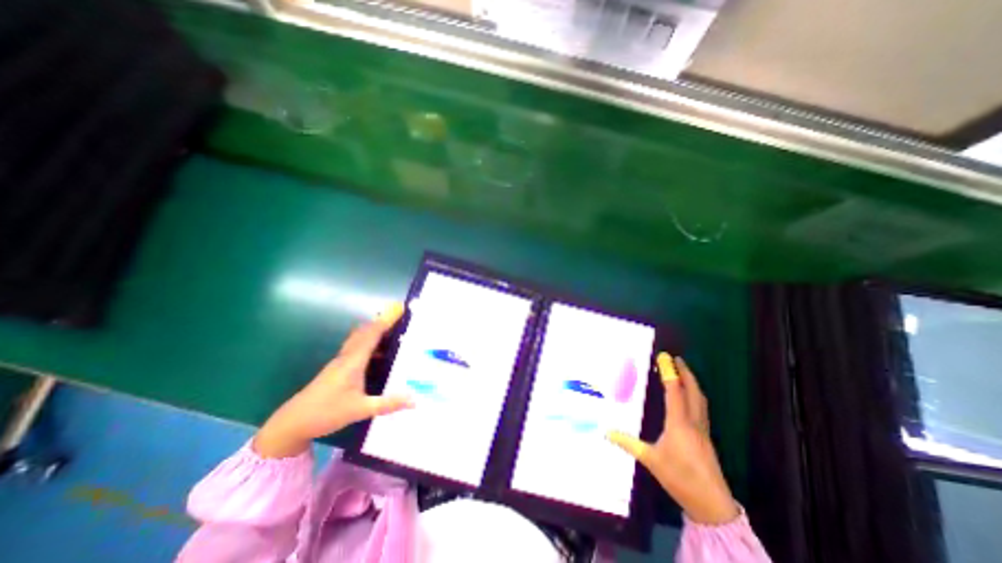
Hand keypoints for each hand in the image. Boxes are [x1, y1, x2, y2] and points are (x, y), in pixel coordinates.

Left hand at [257, 303, 419, 457]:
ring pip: (360, 338)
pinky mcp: (338, 368)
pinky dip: (369, 342)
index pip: (372, 334)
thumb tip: (415, 399)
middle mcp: (347, 356)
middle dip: (383, 321)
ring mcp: (341, 362)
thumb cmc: (326, 413)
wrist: (292, 423)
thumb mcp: (360, 409)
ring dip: (375, 330)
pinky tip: (379, 353)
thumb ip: (388, 404)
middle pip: (365, 331)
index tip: (400, 308)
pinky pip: (357, 347)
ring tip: (394, 330)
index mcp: (353, 361)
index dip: (387, 320)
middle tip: (401, 315)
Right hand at [606, 354, 738, 525]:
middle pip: (693, 391)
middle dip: (686, 373)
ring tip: (684, 373)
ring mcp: (703, 430)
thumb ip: (628, 443)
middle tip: (677, 359)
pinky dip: (695, 396)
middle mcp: (693, 422)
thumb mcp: (650, 460)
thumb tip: (607, 432)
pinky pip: (702, 409)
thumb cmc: (679, 478)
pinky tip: (690, 398)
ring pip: (700, 400)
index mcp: (679, 423)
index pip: (675, 391)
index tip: (665, 357)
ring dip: (693, 383)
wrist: (711, 505)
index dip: (670, 373)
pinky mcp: (706, 437)